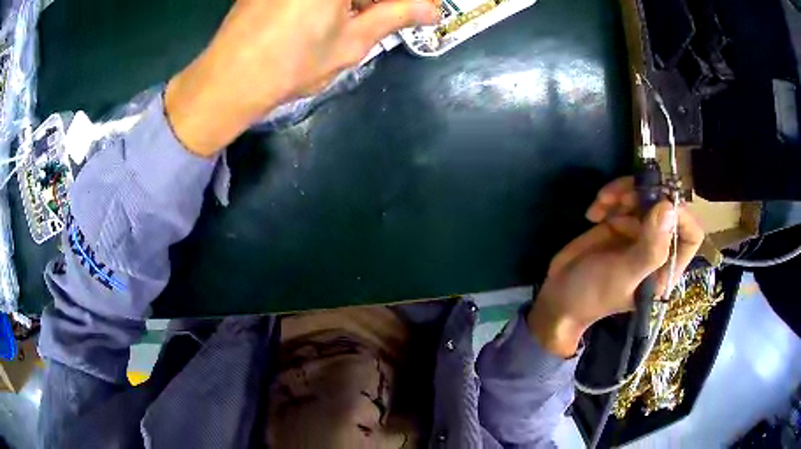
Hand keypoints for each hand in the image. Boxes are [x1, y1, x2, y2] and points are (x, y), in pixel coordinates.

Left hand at [165, 0, 438, 156]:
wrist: (226, 82)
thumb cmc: (291, 64)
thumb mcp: (351, 42)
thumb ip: (395, 16)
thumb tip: (432, 9)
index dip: (403, 1)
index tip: (417, 9)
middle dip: (379, 0)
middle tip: (391, 13)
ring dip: (355, 0)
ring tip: (361, 17)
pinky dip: (328, 0)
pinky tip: (328, 14)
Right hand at [528, 177, 704, 356]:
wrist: (559, 296)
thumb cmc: (594, 294)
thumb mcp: (623, 276)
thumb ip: (649, 248)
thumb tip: (669, 207)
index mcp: (666, 266)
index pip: (690, 235)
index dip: (681, 214)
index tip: (658, 203)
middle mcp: (657, 247)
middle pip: (667, 206)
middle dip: (645, 195)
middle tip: (622, 197)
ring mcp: (639, 233)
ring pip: (645, 196)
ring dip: (624, 192)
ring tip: (602, 201)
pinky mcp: (620, 223)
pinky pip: (624, 198)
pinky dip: (609, 198)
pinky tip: (593, 213)